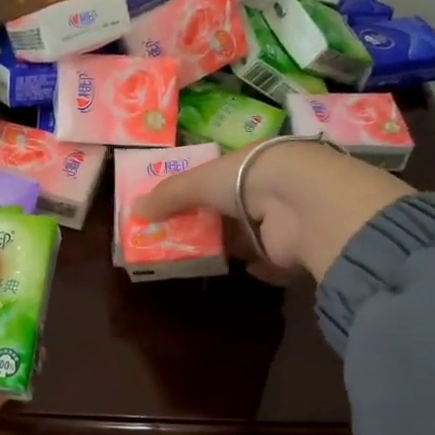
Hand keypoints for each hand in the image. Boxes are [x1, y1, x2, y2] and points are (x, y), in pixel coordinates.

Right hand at [132, 139, 413, 282]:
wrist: (301, 203)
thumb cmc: (247, 178)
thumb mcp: (199, 181)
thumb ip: (168, 195)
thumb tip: (133, 210)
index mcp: (252, 163)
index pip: (222, 177)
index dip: (198, 191)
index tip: (174, 209)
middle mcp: (272, 188)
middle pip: (234, 209)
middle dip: (210, 224)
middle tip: (178, 240)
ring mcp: (286, 220)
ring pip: (251, 236)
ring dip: (232, 247)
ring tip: (199, 259)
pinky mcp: (295, 251)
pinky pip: (272, 262)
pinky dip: (259, 268)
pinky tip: (244, 271)